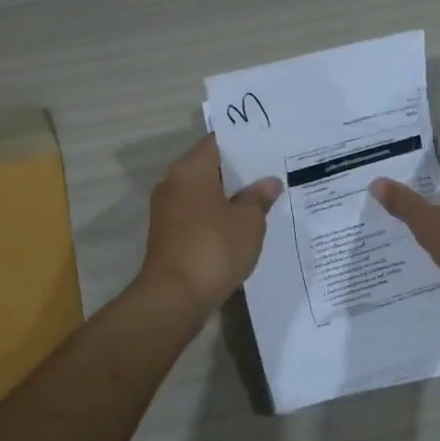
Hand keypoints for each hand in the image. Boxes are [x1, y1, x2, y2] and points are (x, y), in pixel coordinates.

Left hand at [139, 134, 283, 314]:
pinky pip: (197, 217)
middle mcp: (173, 183)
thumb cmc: (214, 247)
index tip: (268, 147)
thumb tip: (269, 182)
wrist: (175, 298)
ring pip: (203, 194)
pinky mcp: (168, 237)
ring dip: (228, 198)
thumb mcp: (249, 221)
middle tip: (272, 173)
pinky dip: (217, 219)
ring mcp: (167, 211)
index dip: (243, 143)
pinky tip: (242, 228)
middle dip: (238, 173)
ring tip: (263, 201)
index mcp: (190, 169)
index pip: (217, 142)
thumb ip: (259, 198)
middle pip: (209, 168)